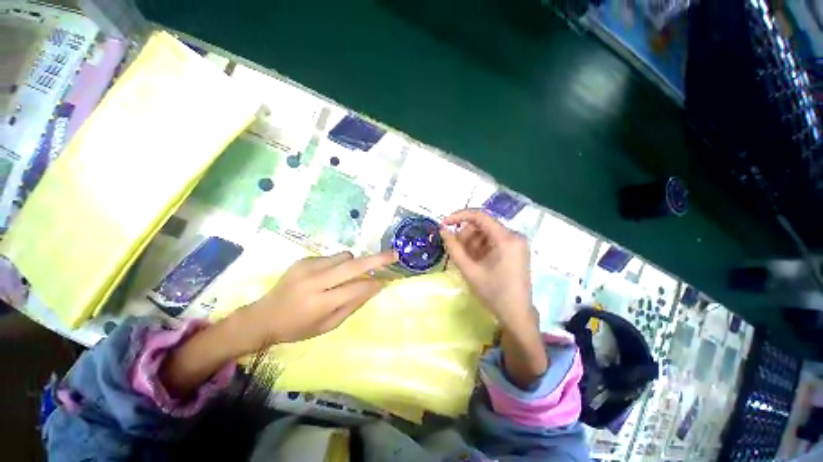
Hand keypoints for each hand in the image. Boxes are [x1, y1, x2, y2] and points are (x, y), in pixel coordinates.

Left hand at [161, 250, 396, 396]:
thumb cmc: (298, 328)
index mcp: (321, 303)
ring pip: (344, 256)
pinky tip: (327, 276)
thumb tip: (374, 287)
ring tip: (346, 275)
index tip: (387, 281)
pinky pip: (331, 257)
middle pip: (353, 265)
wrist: (263, 316)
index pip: (356, 289)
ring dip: (353, 263)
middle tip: (393, 255)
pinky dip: (337, 264)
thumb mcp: (328, 326)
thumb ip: (353, 305)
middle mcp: (315, 281)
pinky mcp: (303, 259)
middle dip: (376, 259)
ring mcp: (308, 267)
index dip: (374, 284)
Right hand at [440, 209, 546, 387]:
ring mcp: (516, 242)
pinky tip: (477, 261)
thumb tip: (443, 230)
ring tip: (468, 261)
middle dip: (466, 236)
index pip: (480, 216)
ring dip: (472, 243)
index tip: (444, 224)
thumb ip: (453, 248)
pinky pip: (492, 241)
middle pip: (482, 225)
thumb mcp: (469, 270)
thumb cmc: (493, 293)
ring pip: (486, 233)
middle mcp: (514, 235)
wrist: (516, 315)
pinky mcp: (515, 249)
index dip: (459, 216)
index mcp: (506, 239)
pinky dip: (480, 248)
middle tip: (457, 252)